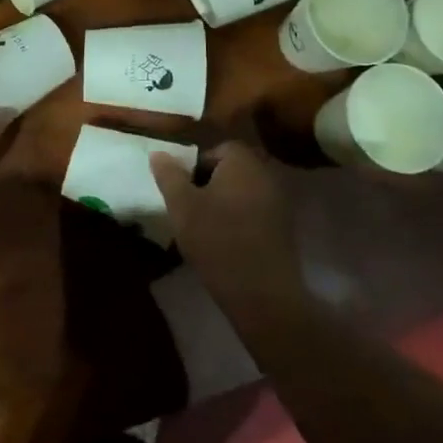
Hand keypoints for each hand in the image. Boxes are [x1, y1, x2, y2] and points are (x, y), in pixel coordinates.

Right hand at [150, 140, 297, 281]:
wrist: (261, 292)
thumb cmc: (217, 239)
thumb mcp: (181, 206)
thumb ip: (169, 175)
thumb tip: (158, 153)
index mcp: (242, 161)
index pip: (216, 149)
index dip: (195, 167)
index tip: (183, 191)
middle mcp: (266, 174)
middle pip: (231, 170)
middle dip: (209, 184)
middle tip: (190, 209)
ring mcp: (279, 201)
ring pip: (242, 192)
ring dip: (224, 203)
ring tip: (204, 228)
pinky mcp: (284, 228)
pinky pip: (255, 212)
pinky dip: (239, 220)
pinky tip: (225, 243)